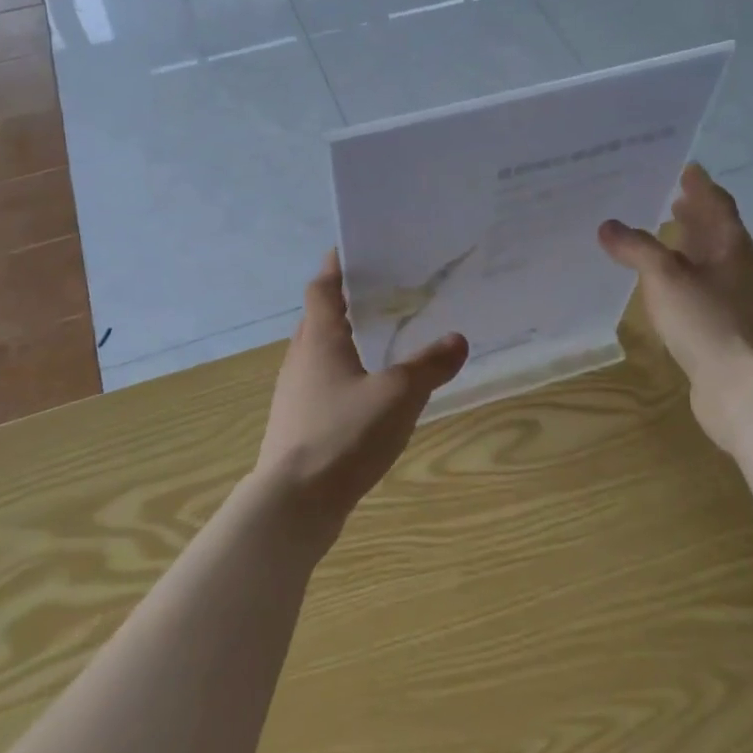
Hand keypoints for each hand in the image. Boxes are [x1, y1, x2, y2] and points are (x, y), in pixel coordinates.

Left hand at [255, 251, 468, 530]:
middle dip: (346, 303)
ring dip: (345, 341)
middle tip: (384, 293)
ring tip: (383, 340)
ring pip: (320, 354)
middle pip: (319, 319)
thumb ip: (429, 366)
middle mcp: (300, 359)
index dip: (335, 266)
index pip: (322, 288)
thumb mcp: (398, 395)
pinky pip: (322, 385)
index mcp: (319, 340)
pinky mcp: (298, 424)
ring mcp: (295, 394)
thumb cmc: (344, 435)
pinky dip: (345, 375)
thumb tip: (457, 339)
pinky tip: (371, 393)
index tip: (353, 249)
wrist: (294, 503)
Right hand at [598, 164, 752, 444]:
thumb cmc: (709, 321)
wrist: (745, 388)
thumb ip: (636, 248)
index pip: (716, 203)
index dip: (700, 185)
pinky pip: (698, 289)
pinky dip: (680, 277)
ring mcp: (732, 299)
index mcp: (731, 245)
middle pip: (715, 231)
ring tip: (660, 236)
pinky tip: (661, 287)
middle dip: (693, 213)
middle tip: (667, 196)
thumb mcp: (666, 277)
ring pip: (707, 261)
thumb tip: (608, 226)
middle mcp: (736, 267)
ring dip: (687, 246)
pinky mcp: (722, 326)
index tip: (684, 167)